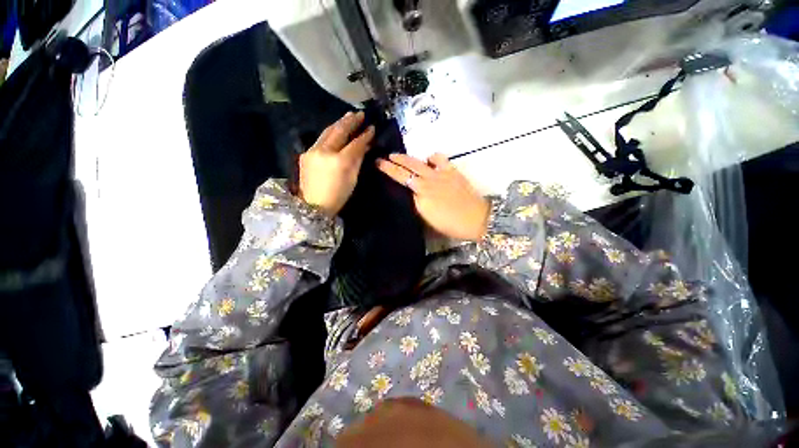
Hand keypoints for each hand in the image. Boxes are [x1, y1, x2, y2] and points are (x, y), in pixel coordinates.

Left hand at [299, 112, 374, 215]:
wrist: (313, 205)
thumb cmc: (338, 196)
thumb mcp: (353, 179)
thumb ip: (358, 159)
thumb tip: (364, 145)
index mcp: (340, 161)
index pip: (355, 143)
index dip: (365, 135)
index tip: (372, 127)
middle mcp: (325, 151)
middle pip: (339, 131)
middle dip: (351, 121)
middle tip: (360, 114)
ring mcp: (313, 150)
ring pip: (328, 132)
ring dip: (339, 123)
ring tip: (349, 116)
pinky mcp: (306, 153)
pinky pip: (321, 139)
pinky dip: (330, 132)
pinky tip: (336, 130)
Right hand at [377, 153, 489, 240]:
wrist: (476, 219)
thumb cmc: (450, 225)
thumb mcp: (428, 219)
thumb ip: (416, 204)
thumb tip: (410, 193)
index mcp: (421, 195)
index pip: (401, 179)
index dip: (389, 170)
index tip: (378, 164)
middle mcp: (428, 182)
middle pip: (407, 167)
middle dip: (393, 161)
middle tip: (383, 157)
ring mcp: (440, 174)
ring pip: (419, 161)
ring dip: (408, 158)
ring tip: (402, 158)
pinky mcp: (452, 171)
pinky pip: (439, 158)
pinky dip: (431, 158)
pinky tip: (430, 162)